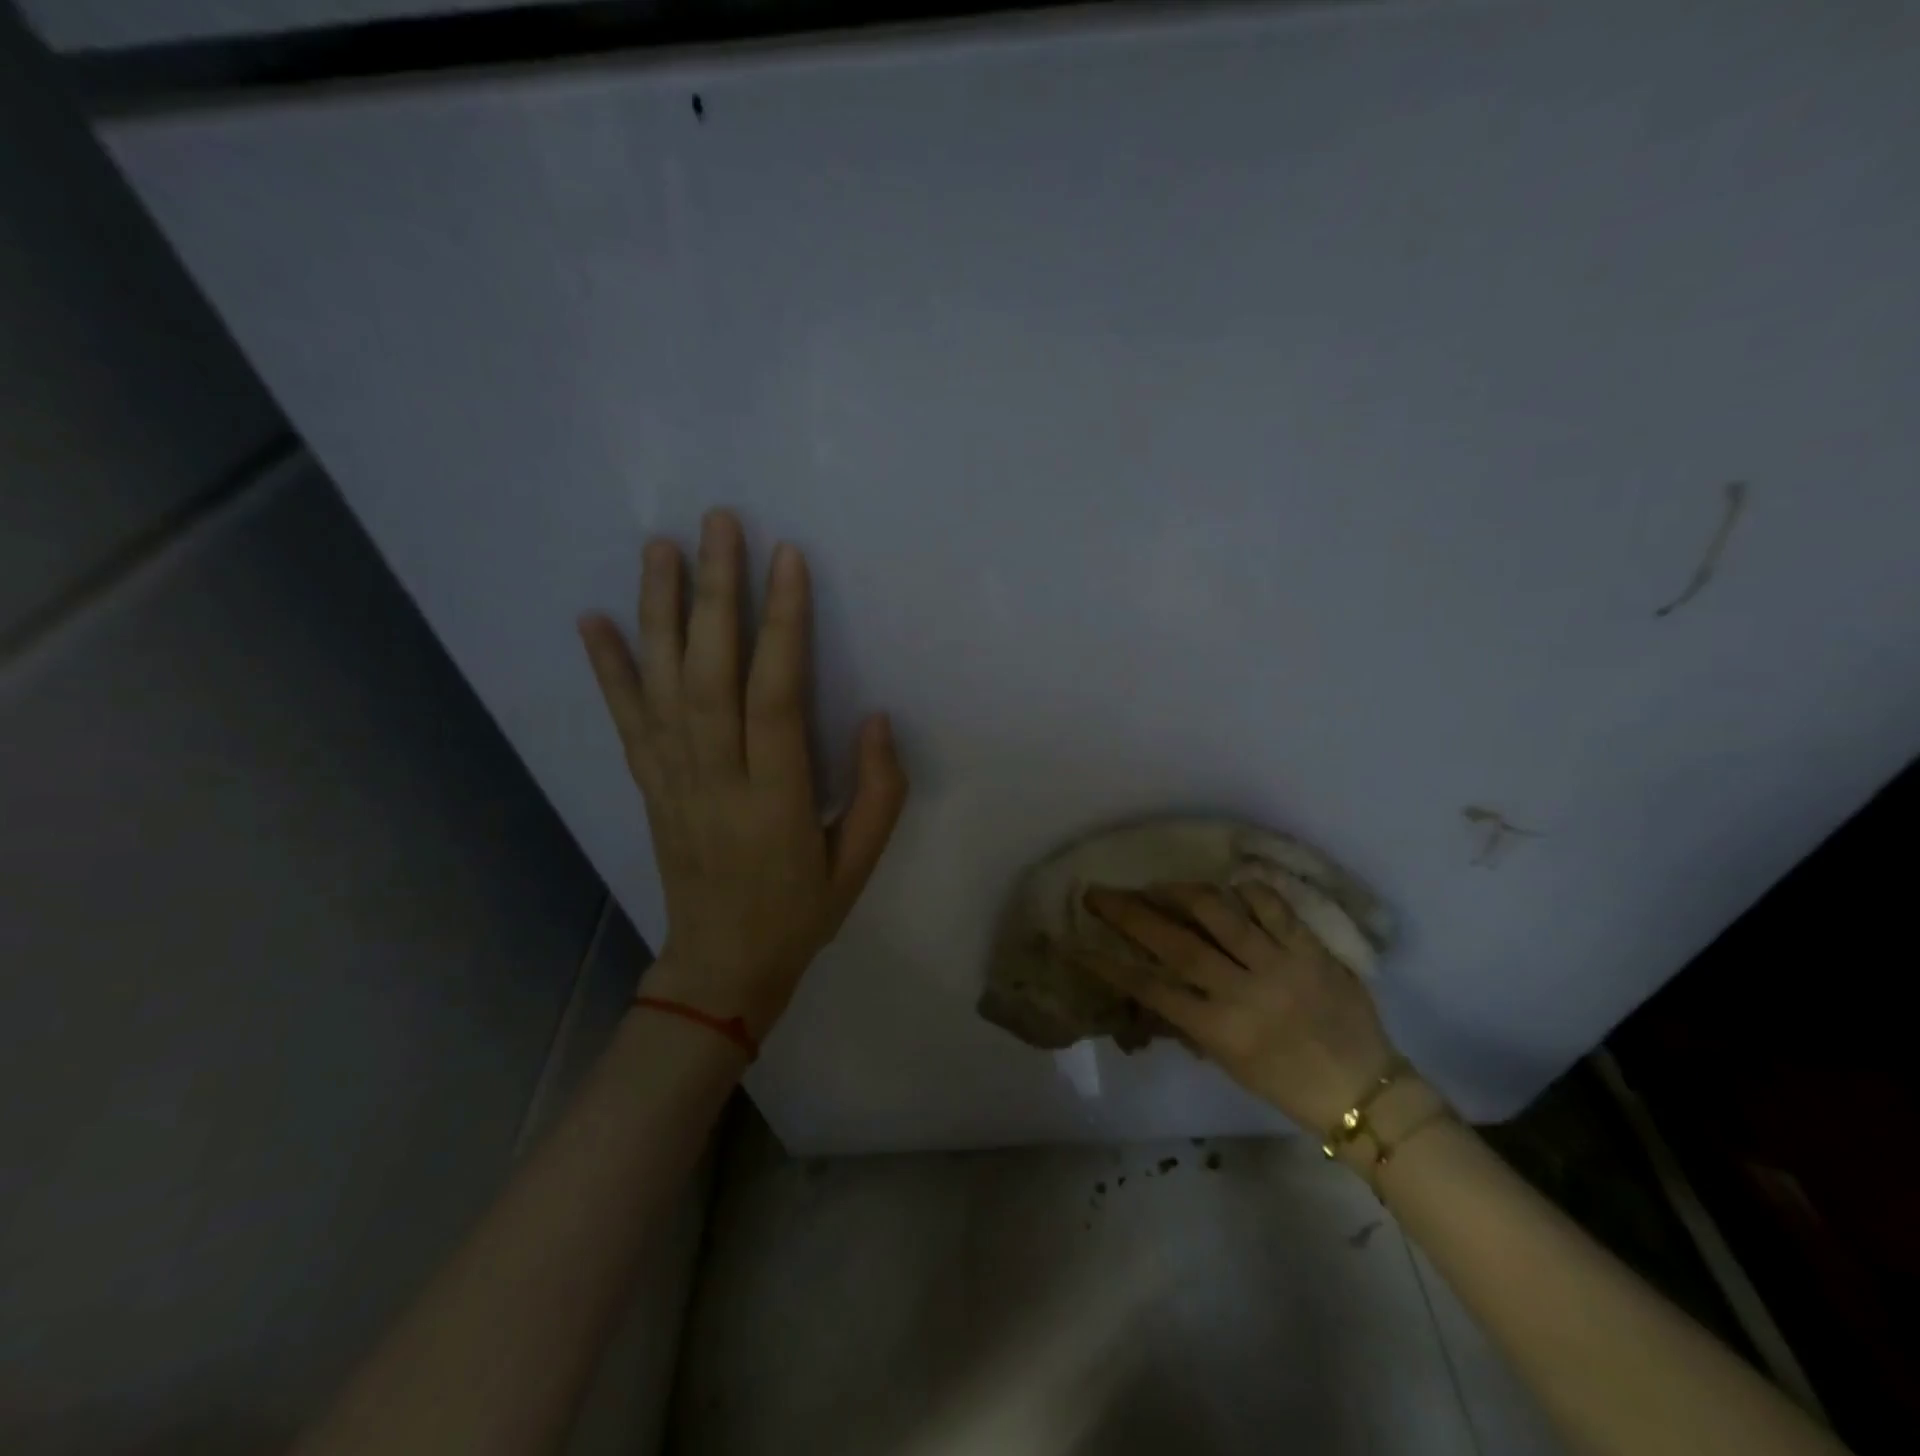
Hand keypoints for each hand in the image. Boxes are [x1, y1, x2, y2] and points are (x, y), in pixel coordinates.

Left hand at [578, 509, 907, 1039]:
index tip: (788, 559)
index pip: (775, 696)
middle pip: (710, 674)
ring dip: (659, 612)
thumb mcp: (860, 865)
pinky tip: (591, 620)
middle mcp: (715, 780)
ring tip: (661, 547)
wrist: (722, 967)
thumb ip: (879, 792)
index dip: (782, 624)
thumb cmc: (801, 913)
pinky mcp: (650, 786)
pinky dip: (607, 669)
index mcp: (776, 800)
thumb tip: (878, 716)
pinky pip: (626, 721)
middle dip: (716, 593)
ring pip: (662, 685)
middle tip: (719, 524)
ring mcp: (673, 781)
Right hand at [1080, 882, 1399, 1135]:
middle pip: (1175, 943)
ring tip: (1157, 885)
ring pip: (1218, 913)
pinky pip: (1272, 906)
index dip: (1109, 964)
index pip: (1151, 989)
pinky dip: (1246, 891)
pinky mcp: (1311, 949)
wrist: (1366, 1093)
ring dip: (1179, 892)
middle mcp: (1244, 992)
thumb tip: (1156, 985)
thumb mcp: (1230, 1063)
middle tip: (1100, 892)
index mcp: (1220, 1030)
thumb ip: (1193, 1021)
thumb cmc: (1289, 1086)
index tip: (1078, 943)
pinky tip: (1228, 886)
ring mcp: (1279, 965)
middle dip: (1129, 913)